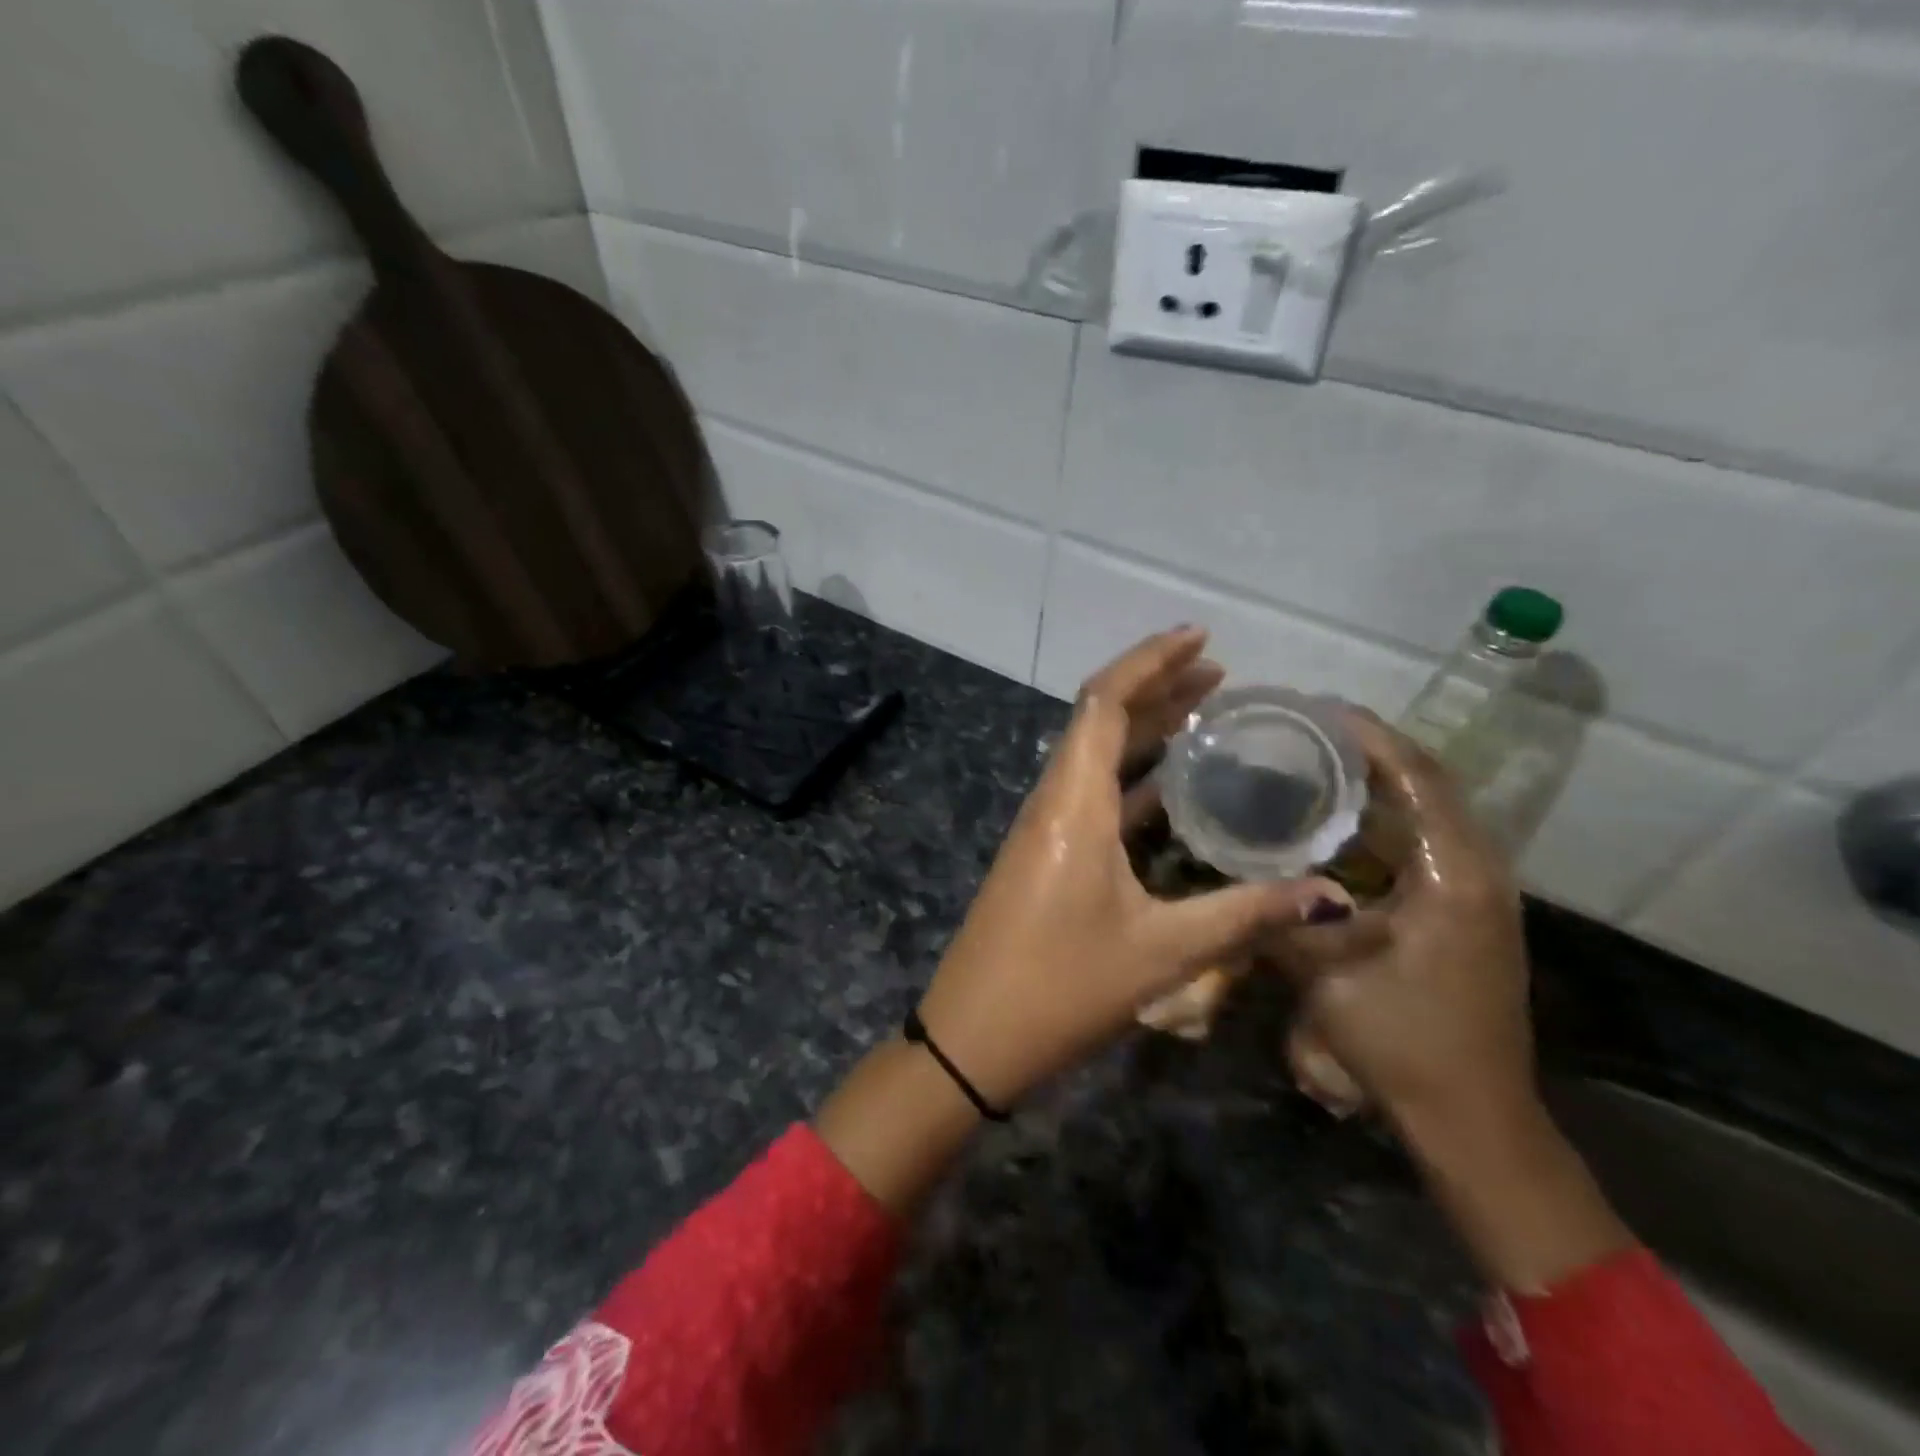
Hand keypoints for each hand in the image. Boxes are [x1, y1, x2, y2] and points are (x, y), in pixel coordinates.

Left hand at [919, 627, 1344, 1108]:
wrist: (972, 1038)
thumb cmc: (1061, 988)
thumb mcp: (1162, 952)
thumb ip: (1247, 916)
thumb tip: (1331, 896)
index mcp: (1072, 802)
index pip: (1105, 702)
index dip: (1150, 661)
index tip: (1201, 639)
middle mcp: (1053, 801)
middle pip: (1100, 719)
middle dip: (1156, 687)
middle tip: (1218, 674)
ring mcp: (1044, 829)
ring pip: (1095, 757)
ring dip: (1144, 730)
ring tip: (1204, 714)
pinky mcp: (1045, 857)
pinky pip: (1092, 795)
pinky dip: (1133, 777)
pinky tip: (1172, 788)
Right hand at [1276, 709, 1533, 1134]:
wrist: (1472, 1116)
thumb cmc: (1403, 1039)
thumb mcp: (1323, 971)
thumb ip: (1276, 913)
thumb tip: (1231, 873)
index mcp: (1451, 873)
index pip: (1417, 777)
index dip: (1369, 736)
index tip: (1318, 710)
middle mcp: (1475, 870)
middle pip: (1430, 784)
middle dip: (1373, 750)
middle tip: (1308, 731)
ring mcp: (1476, 893)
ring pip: (1429, 814)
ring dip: (1380, 784)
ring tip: (1318, 764)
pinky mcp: (1465, 914)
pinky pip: (1425, 844)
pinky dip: (1385, 821)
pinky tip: (1338, 825)